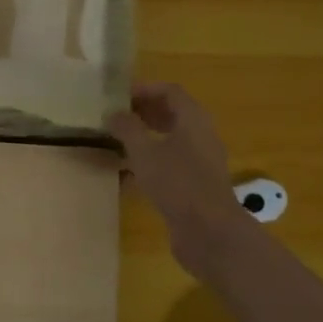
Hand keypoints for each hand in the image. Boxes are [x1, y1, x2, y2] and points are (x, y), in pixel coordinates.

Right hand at [108, 82, 249, 281]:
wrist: (209, 232)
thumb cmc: (177, 183)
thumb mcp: (144, 152)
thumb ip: (127, 129)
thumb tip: (113, 113)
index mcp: (193, 120)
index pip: (170, 91)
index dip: (144, 89)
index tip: (118, 96)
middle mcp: (201, 136)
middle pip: (172, 114)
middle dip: (143, 112)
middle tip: (115, 117)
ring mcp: (200, 162)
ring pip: (171, 140)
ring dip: (145, 137)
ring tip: (117, 142)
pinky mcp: (195, 185)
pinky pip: (170, 164)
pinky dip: (150, 162)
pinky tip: (127, 174)